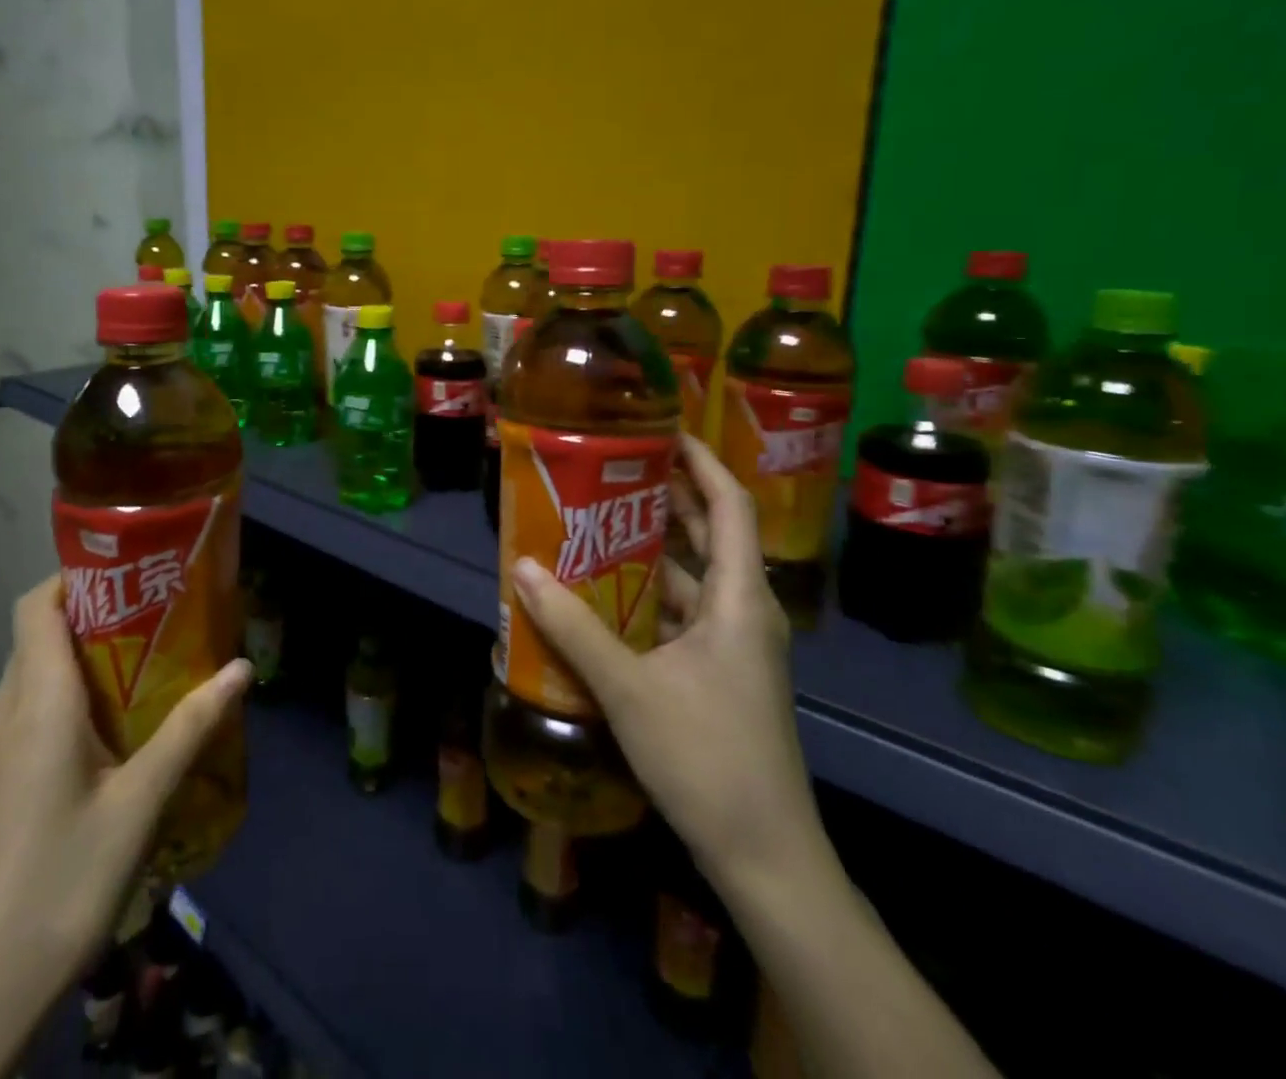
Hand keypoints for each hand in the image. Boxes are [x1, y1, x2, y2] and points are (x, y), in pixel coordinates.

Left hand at [0, 575, 250, 1078]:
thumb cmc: (60, 886)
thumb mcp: (138, 806)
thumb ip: (189, 730)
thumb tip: (242, 669)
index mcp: (36, 702)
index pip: (38, 605)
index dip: (74, 576)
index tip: (127, 575)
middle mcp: (0, 712)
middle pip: (37, 636)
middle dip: (90, 618)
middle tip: (151, 623)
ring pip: (27, 677)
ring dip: (75, 662)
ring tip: (136, 674)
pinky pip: (19, 715)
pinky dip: (56, 701)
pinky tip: (97, 740)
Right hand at [509, 433, 821, 894]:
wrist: (763, 855)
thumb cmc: (707, 757)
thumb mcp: (629, 688)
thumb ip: (573, 626)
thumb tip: (521, 567)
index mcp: (741, 600)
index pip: (730, 506)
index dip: (701, 461)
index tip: (660, 430)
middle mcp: (745, 611)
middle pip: (708, 534)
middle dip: (663, 498)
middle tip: (607, 469)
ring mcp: (734, 645)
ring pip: (691, 577)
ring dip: (647, 549)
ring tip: (592, 521)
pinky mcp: (718, 672)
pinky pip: (680, 613)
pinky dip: (645, 594)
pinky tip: (600, 593)